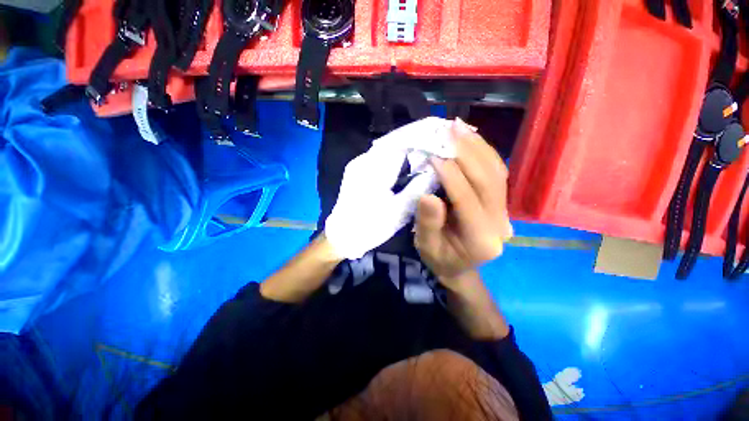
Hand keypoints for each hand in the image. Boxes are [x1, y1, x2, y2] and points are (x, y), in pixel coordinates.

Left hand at [325, 117, 455, 259]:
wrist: (341, 237)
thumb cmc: (369, 227)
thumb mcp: (398, 212)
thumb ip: (418, 189)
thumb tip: (436, 171)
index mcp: (373, 169)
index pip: (400, 142)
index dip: (421, 135)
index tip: (440, 133)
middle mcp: (364, 160)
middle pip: (394, 142)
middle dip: (417, 139)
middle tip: (439, 141)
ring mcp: (359, 164)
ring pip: (388, 148)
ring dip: (408, 147)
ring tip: (429, 150)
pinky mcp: (358, 171)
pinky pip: (382, 157)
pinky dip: (398, 157)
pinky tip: (409, 163)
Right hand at [414, 119, 512, 288]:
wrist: (458, 266)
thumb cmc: (439, 257)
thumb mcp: (426, 246)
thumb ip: (428, 224)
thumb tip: (428, 196)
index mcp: (480, 240)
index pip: (467, 200)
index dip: (451, 176)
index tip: (434, 155)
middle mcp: (499, 224)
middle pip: (488, 182)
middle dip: (467, 153)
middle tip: (448, 130)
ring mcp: (504, 212)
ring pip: (496, 173)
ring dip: (477, 147)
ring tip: (459, 127)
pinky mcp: (500, 203)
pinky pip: (496, 173)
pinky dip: (483, 153)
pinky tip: (470, 138)